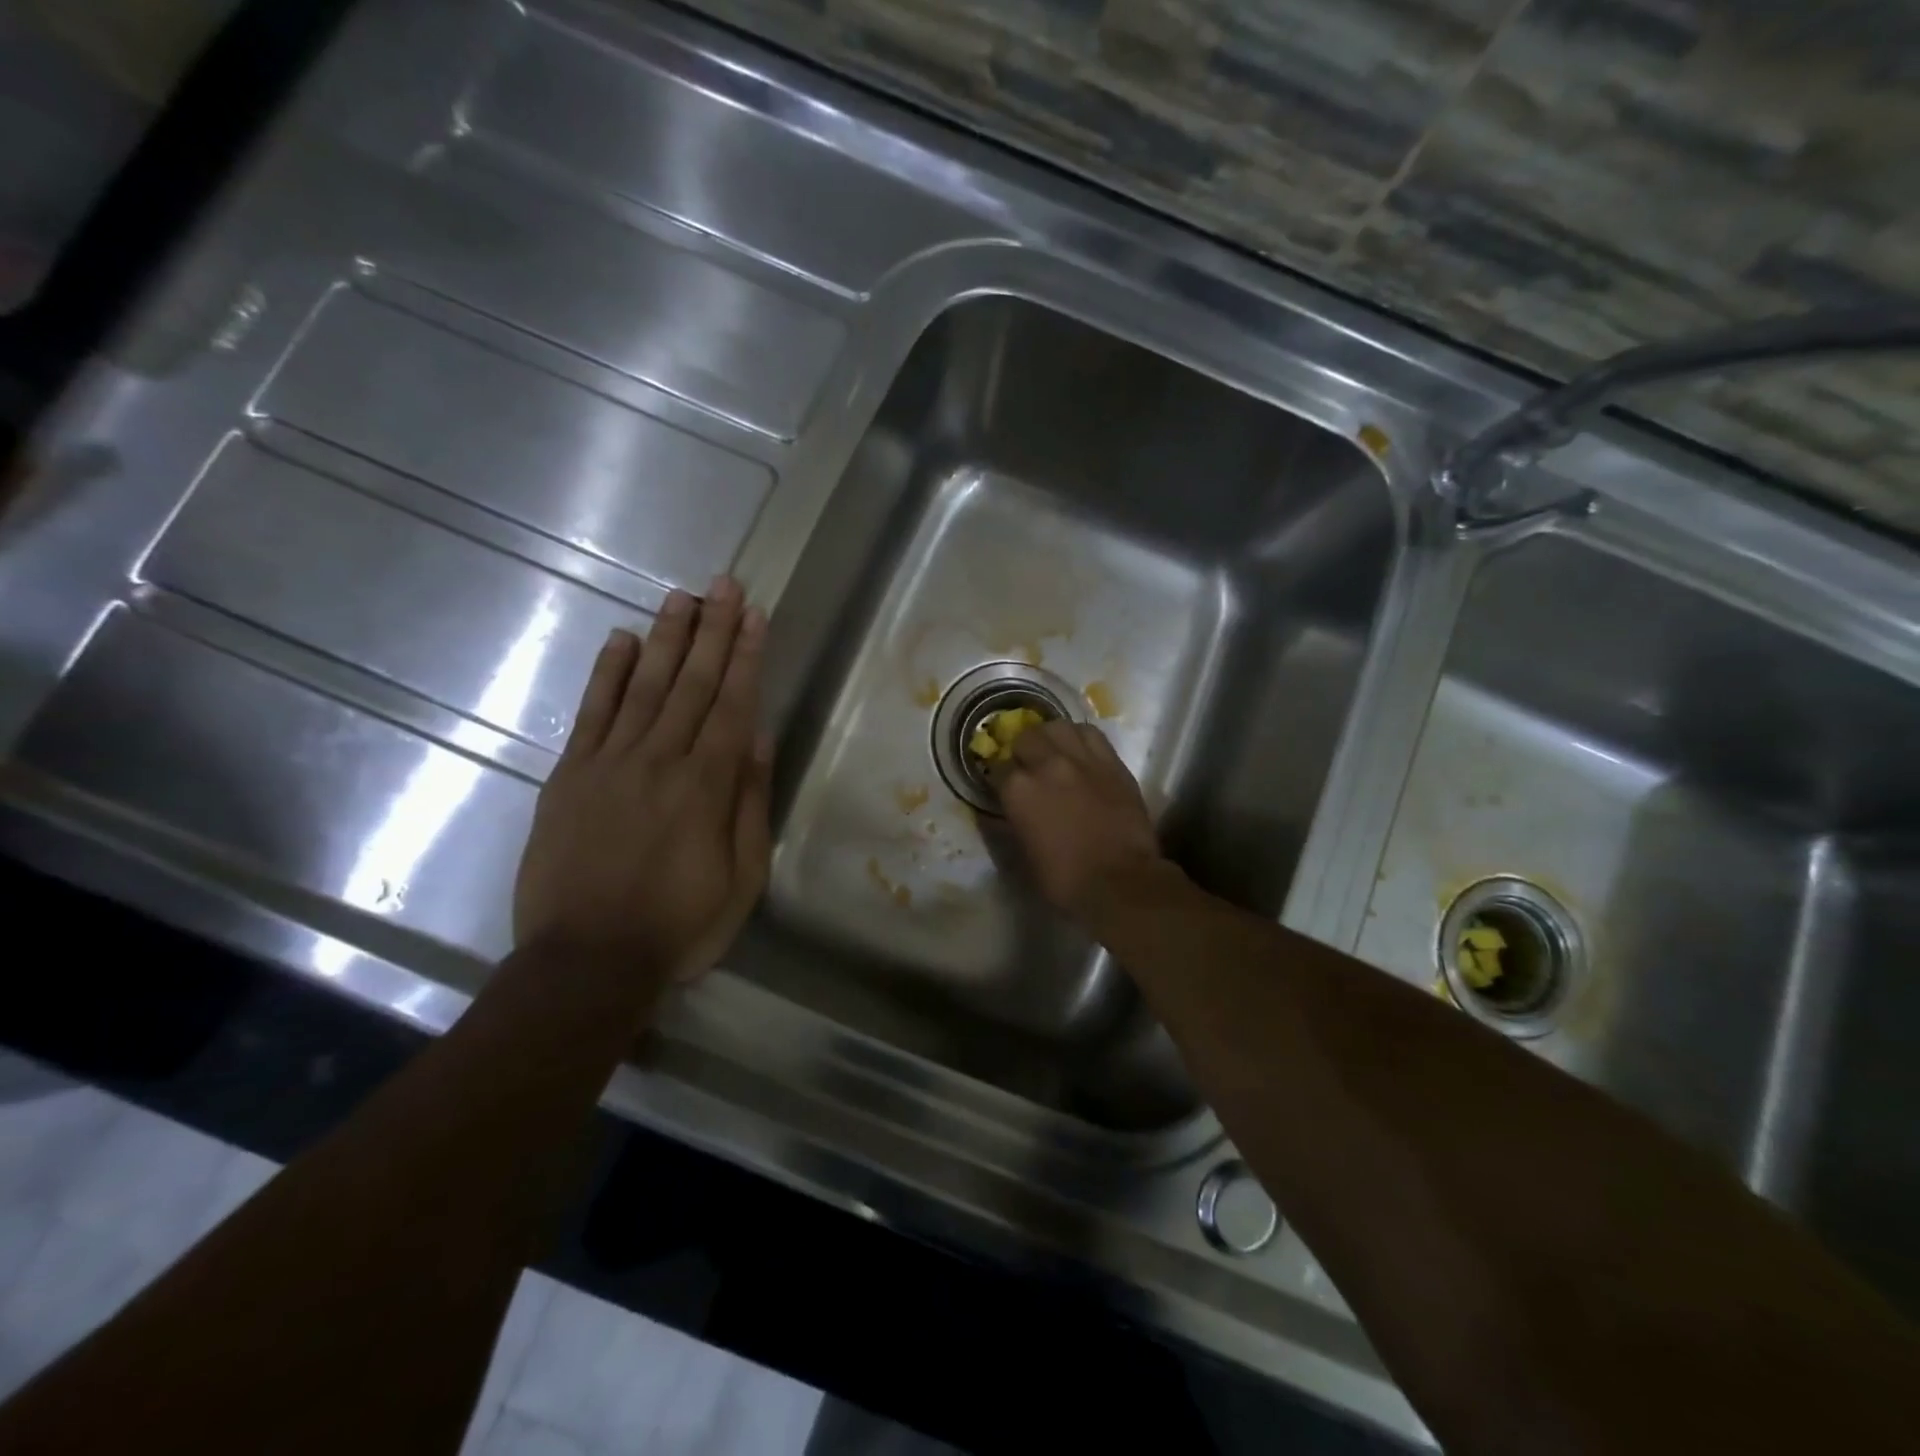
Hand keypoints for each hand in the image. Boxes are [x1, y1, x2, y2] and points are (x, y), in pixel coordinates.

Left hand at [513, 576, 771, 987]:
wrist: (586, 962)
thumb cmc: (678, 926)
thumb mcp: (741, 877)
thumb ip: (750, 803)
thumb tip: (758, 739)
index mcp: (706, 786)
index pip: (732, 705)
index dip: (745, 657)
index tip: (754, 616)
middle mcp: (659, 761)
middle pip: (690, 684)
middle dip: (712, 631)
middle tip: (724, 585)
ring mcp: (608, 764)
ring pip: (643, 687)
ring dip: (665, 639)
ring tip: (681, 597)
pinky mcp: (569, 776)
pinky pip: (590, 714)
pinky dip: (606, 674)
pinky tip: (621, 640)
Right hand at [994, 721, 1171, 920]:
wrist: (1120, 881)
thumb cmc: (1064, 878)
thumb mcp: (1023, 853)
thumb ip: (1011, 821)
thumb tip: (1006, 809)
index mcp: (1018, 790)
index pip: (998, 768)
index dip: (1000, 777)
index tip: (1004, 786)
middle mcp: (1046, 764)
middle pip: (1026, 738)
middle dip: (1023, 751)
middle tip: (1029, 766)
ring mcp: (1082, 759)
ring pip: (1058, 726)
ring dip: (1050, 737)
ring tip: (1054, 751)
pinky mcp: (1111, 762)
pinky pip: (1091, 734)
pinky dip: (1080, 738)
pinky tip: (1080, 751)